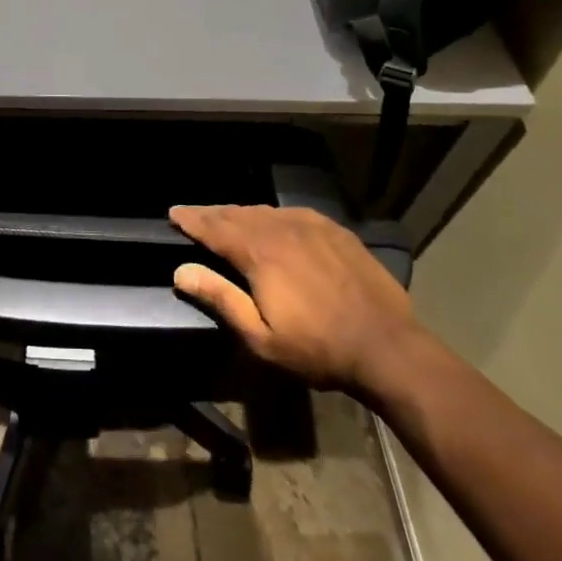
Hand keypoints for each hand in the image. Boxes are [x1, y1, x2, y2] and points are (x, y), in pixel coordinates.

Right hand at [170, 205, 422, 393]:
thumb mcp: (260, 337)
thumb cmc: (318, 348)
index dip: (192, 220)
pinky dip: (272, 214)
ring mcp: (311, 226)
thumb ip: (220, 298)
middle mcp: (281, 229)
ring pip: (265, 211)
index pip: (215, 228)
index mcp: (259, 253)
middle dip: (212, 213)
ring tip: (226, 216)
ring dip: (240, 213)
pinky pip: (292, 213)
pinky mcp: (335, 231)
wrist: (387, 346)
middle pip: (237, 214)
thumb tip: (180, 271)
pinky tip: (271, 220)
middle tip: (193, 213)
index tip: (174, 212)